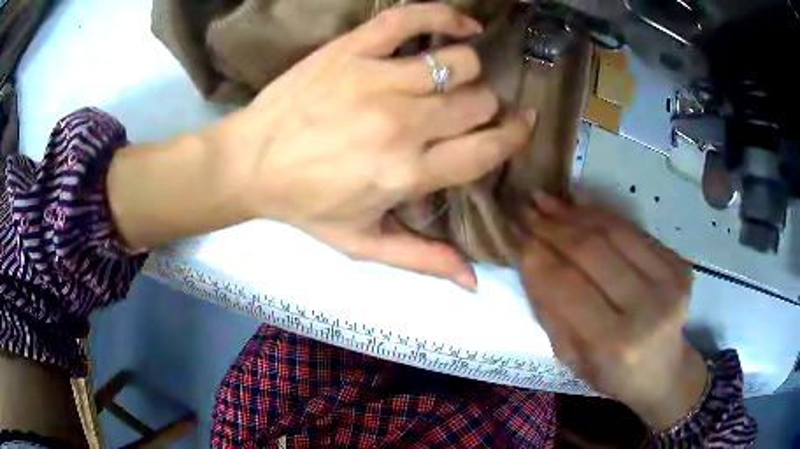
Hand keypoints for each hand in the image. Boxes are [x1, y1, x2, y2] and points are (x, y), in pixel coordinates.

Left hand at [215, 4, 533, 289]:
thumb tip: (473, 282)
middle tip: (470, 110)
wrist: (249, 163)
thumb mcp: (362, 243)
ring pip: (459, 61)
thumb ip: (422, 259)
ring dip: (468, 71)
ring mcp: (377, 79)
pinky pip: (412, 19)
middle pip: (479, 101)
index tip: (521, 127)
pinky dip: (445, 16)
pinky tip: (463, 24)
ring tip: (454, 78)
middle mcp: (402, 124)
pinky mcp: (353, 50)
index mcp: (407, 174)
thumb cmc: (305, 205)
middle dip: (486, 107)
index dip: (513, 137)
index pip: (486, 150)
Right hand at [518, 193, 707, 429]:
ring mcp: (668, 282)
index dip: (538, 256)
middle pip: (592, 251)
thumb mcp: (569, 357)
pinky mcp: (678, 264)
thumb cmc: (610, 373)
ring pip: (613, 231)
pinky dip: (601, 214)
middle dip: (553, 226)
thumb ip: (549, 309)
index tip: (514, 235)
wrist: (662, 370)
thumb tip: (527, 257)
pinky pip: (633, 229)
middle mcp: (647, 309)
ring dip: (574, 212)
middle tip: (527, 209)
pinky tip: (578, 205)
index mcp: (614, 343)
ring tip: (547, 201)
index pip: (567, 287)